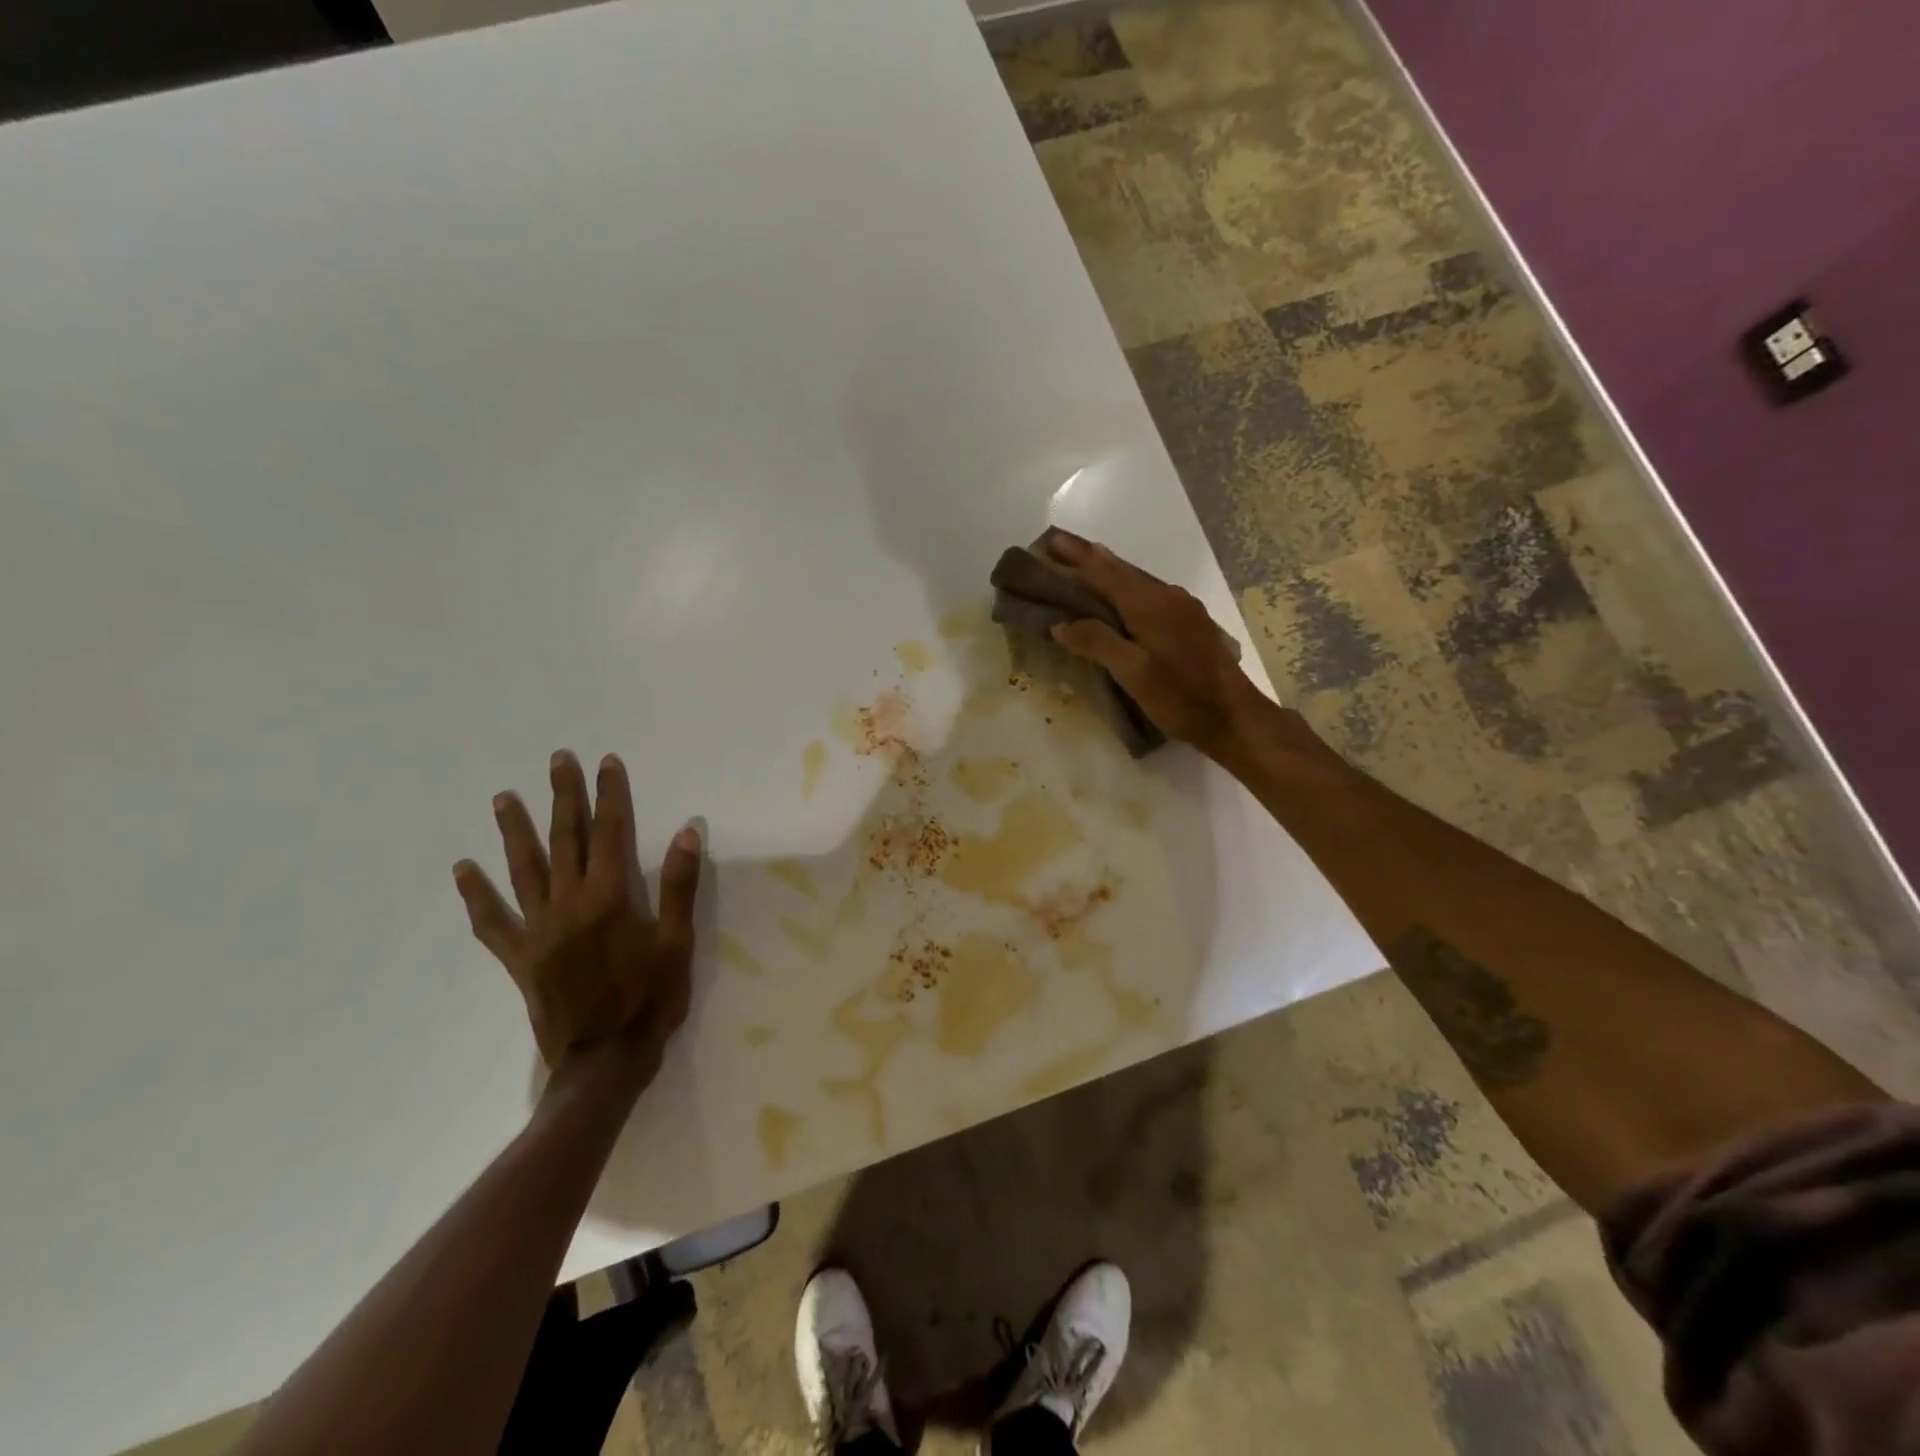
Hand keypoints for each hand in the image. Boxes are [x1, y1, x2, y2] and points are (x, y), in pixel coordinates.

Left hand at [453, 751, 700, 1075]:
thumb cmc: (650, 999)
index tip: (606, 763)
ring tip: (503, 798)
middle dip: (564, 797)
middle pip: (564, 840)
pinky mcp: (520, 957)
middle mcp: (568, 904)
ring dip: (515, 831)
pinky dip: (477, 895)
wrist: (605, 1061)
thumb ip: (679, 886)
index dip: (610, 795)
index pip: (610, 833)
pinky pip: (492, 922)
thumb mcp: (677, 942)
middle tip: (557, 761)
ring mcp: (538, 930)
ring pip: (524, 870)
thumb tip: (686, 832)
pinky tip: (463, 872)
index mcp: (608, 898)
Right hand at [1037, 528, 1265, 757]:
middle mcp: (1168, 597)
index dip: (1076, 558)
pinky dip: (1126, 588)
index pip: (1105, 573)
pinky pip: (1150, 594)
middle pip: (1122, 570)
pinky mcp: (1191, 623)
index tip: (1050, 540)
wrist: (1235, 717)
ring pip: (1137, 581)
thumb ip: (1097, 643)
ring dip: (1108, 571)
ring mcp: (1184, 608)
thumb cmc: (1181, 698)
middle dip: (1089, 557)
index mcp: (1151, 605)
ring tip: (1084, 563)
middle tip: (1059, 546)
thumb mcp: (1134, 674)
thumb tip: (1061, 624)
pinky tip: (1120, 596)